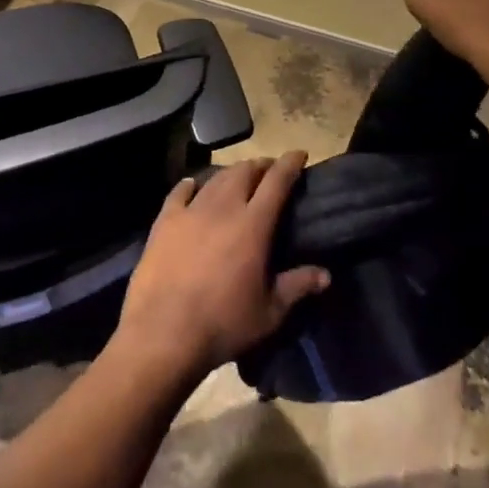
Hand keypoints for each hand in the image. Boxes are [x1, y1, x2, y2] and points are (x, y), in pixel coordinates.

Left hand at [111, 152, 329, 387]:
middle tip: (269, 171)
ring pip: (215, 178)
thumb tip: (325, 274)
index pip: (277, 181)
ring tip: (238, 178)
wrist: (162, 333)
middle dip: (260, 166)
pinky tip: (192, 186)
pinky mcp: (164, 222)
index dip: (290, 164)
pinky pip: (179, 192)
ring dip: (231, 173)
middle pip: (244, 172)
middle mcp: (223, 208)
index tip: (299, 154)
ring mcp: (190, 211)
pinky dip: (190, 185)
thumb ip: (297, 286)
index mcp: (253, 225)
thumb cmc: (223, 324)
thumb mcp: (269, 312)